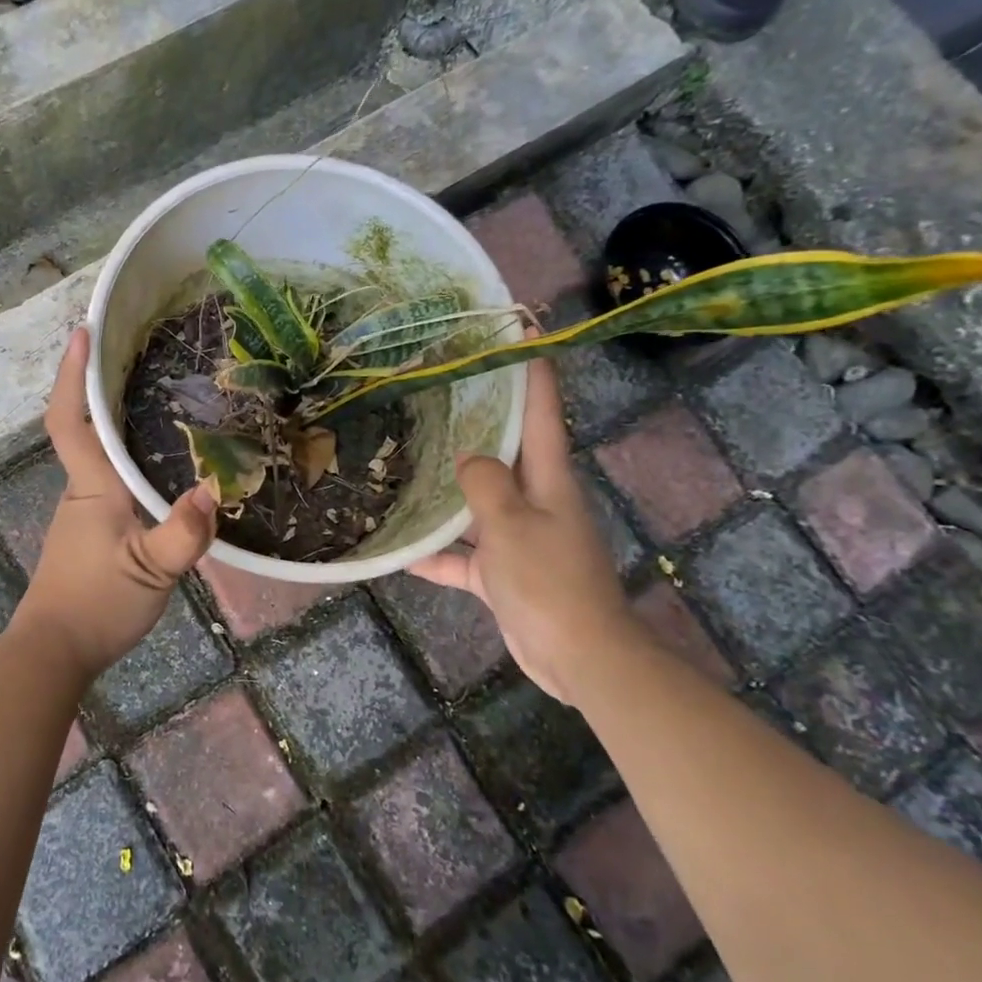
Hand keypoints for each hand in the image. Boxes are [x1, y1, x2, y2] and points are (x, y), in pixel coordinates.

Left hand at [13, 329, 218, 678]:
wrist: (52, 653)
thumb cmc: (96, 604)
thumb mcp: (151, 572)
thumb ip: (182, 533)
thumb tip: (212, 489)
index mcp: (92, 487)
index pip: (71, 419)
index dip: (72, 374)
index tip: (81, 332)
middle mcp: (83, 490)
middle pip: (85, 428)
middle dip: (100, 387)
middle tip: (136, 353)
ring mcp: (83, 513)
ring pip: (99, 456)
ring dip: (116, 423)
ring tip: (161, 399)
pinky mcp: (91, 534)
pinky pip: (109, 482)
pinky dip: (128, 460)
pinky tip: (160, 468)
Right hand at [408, 354, 638, 704]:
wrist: (580, 656)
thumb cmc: (549, 582)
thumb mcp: (511, 525)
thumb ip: (484, 485)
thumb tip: (467, 459)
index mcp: (548, 477)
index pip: (542, 409)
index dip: (532, 365)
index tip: (519, 325)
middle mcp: (536, 498)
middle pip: (507, 448)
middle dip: (481, 416)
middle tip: (440, 386)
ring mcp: (520, 536)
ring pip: (479, 501)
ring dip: (449, 487)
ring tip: (408, 460)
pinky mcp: (506, 572)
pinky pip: (465, 555)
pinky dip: (439, 554)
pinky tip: (401, 552)